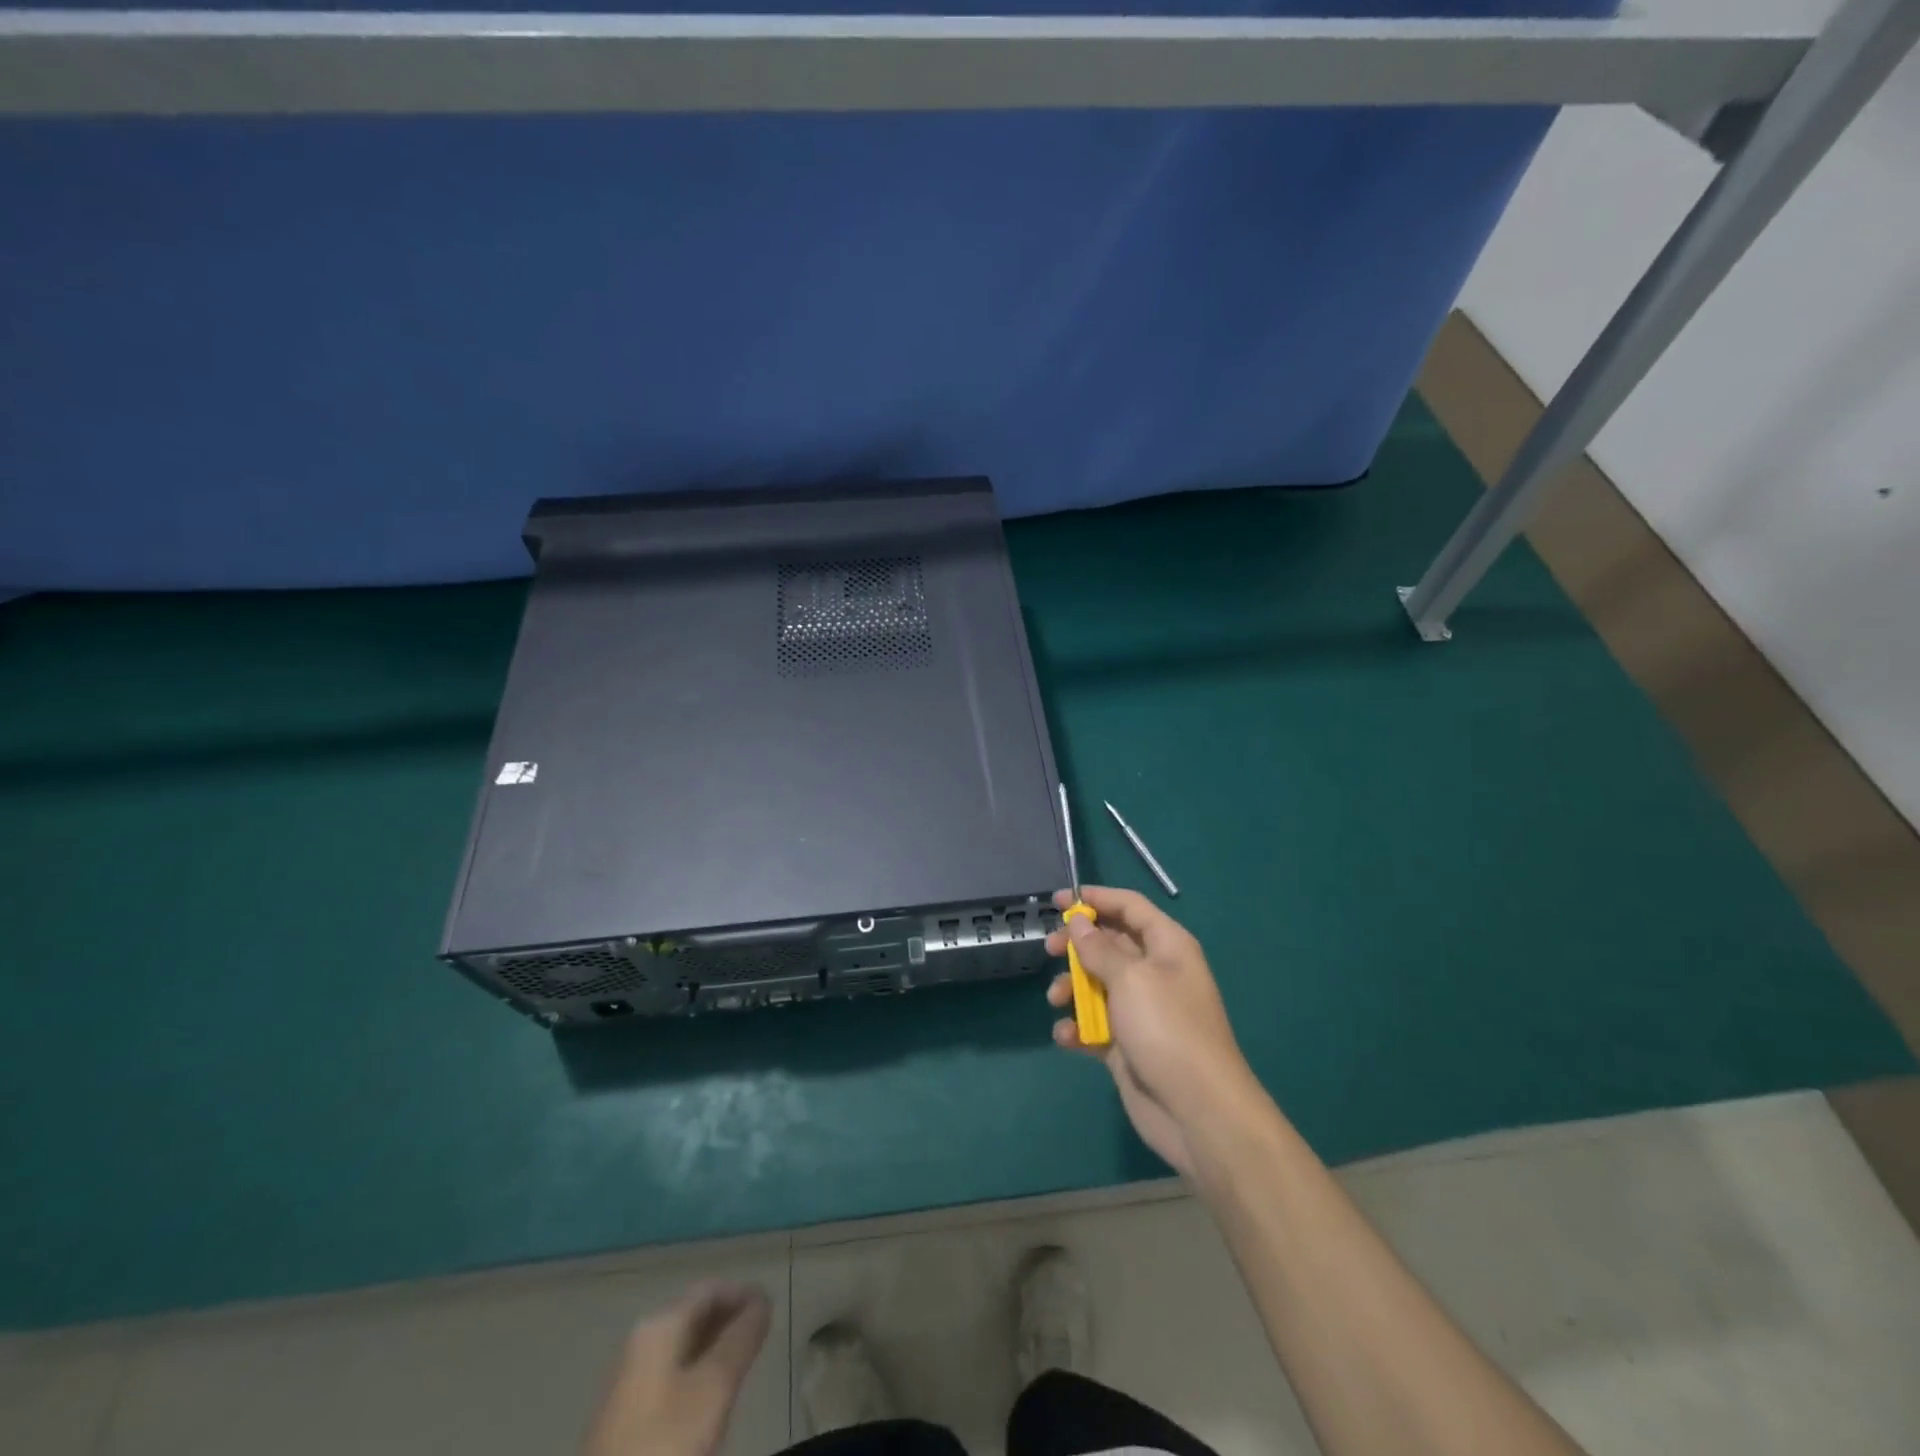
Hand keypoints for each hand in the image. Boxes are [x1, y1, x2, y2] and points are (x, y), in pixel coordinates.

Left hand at [585, 1282, 770, 1455]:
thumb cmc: (666, 1444)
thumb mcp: (714, 1388)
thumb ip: (742, 1339)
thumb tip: (763, 1300)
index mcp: (659, 1327)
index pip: (709, 1290)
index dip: (743, 1293)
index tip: (773, 1306)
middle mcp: (641, 1344)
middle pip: (694, 1316)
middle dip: (730, 1318)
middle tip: (764, 1332)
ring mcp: (630, 1384)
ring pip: (683, 1348)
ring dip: (715, 1346)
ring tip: (746, 1360)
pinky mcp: (627, 1420)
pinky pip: (672, 1376)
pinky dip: (699, 1372)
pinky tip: (714, 1397)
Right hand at [1045, 886, 1258, 1176]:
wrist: (1198, 1110)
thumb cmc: (1167, 1029)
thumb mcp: (1130, 978)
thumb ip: (1098, 948)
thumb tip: (1079, 920)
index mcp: (1166, 946)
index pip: (1129, 907)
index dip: (1096, 898)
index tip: (1058, 901)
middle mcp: (1155, 972)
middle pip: (1109, 943)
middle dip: (1077, 945)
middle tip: (1050, 950)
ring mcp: (1141, 1010)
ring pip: (1097, 984)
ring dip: (1073, 988)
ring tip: (1057, 1000)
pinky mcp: (1127, 1044)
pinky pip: (1095, 1025)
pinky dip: (1078, 1027)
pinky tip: (1067, 1036)